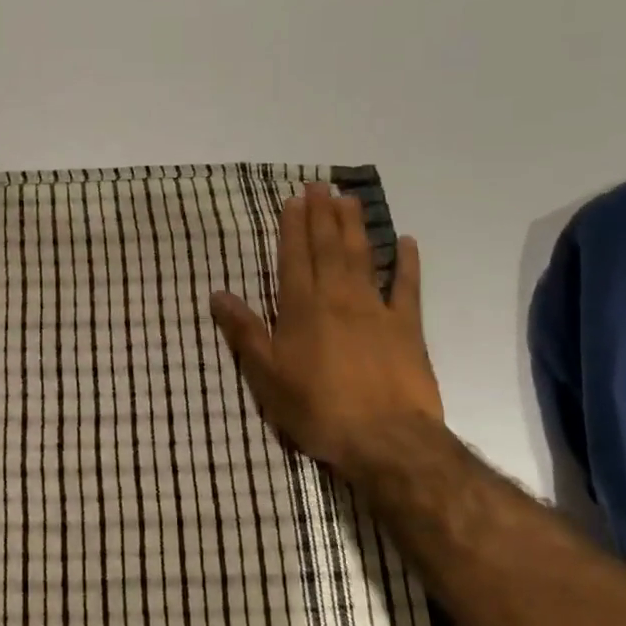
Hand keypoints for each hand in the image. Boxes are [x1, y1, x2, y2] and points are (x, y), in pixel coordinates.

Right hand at [209, 182, 442, 491]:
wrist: (385, 440)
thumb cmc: (318, 409)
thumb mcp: (267, 376)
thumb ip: (245, 332)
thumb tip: (217, 294)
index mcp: (302, 309)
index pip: (294, 258)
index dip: (293, 228)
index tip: (295, 200)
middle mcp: (337, 299)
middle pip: (328, 249)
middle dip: (322, 215)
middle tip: (320, 184)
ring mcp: (375, 310)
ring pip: (362, 258)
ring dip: (354, 227)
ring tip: (349, 199)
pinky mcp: (407, 328)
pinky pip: (407, 288)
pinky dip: (407, 264)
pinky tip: (407, 242)